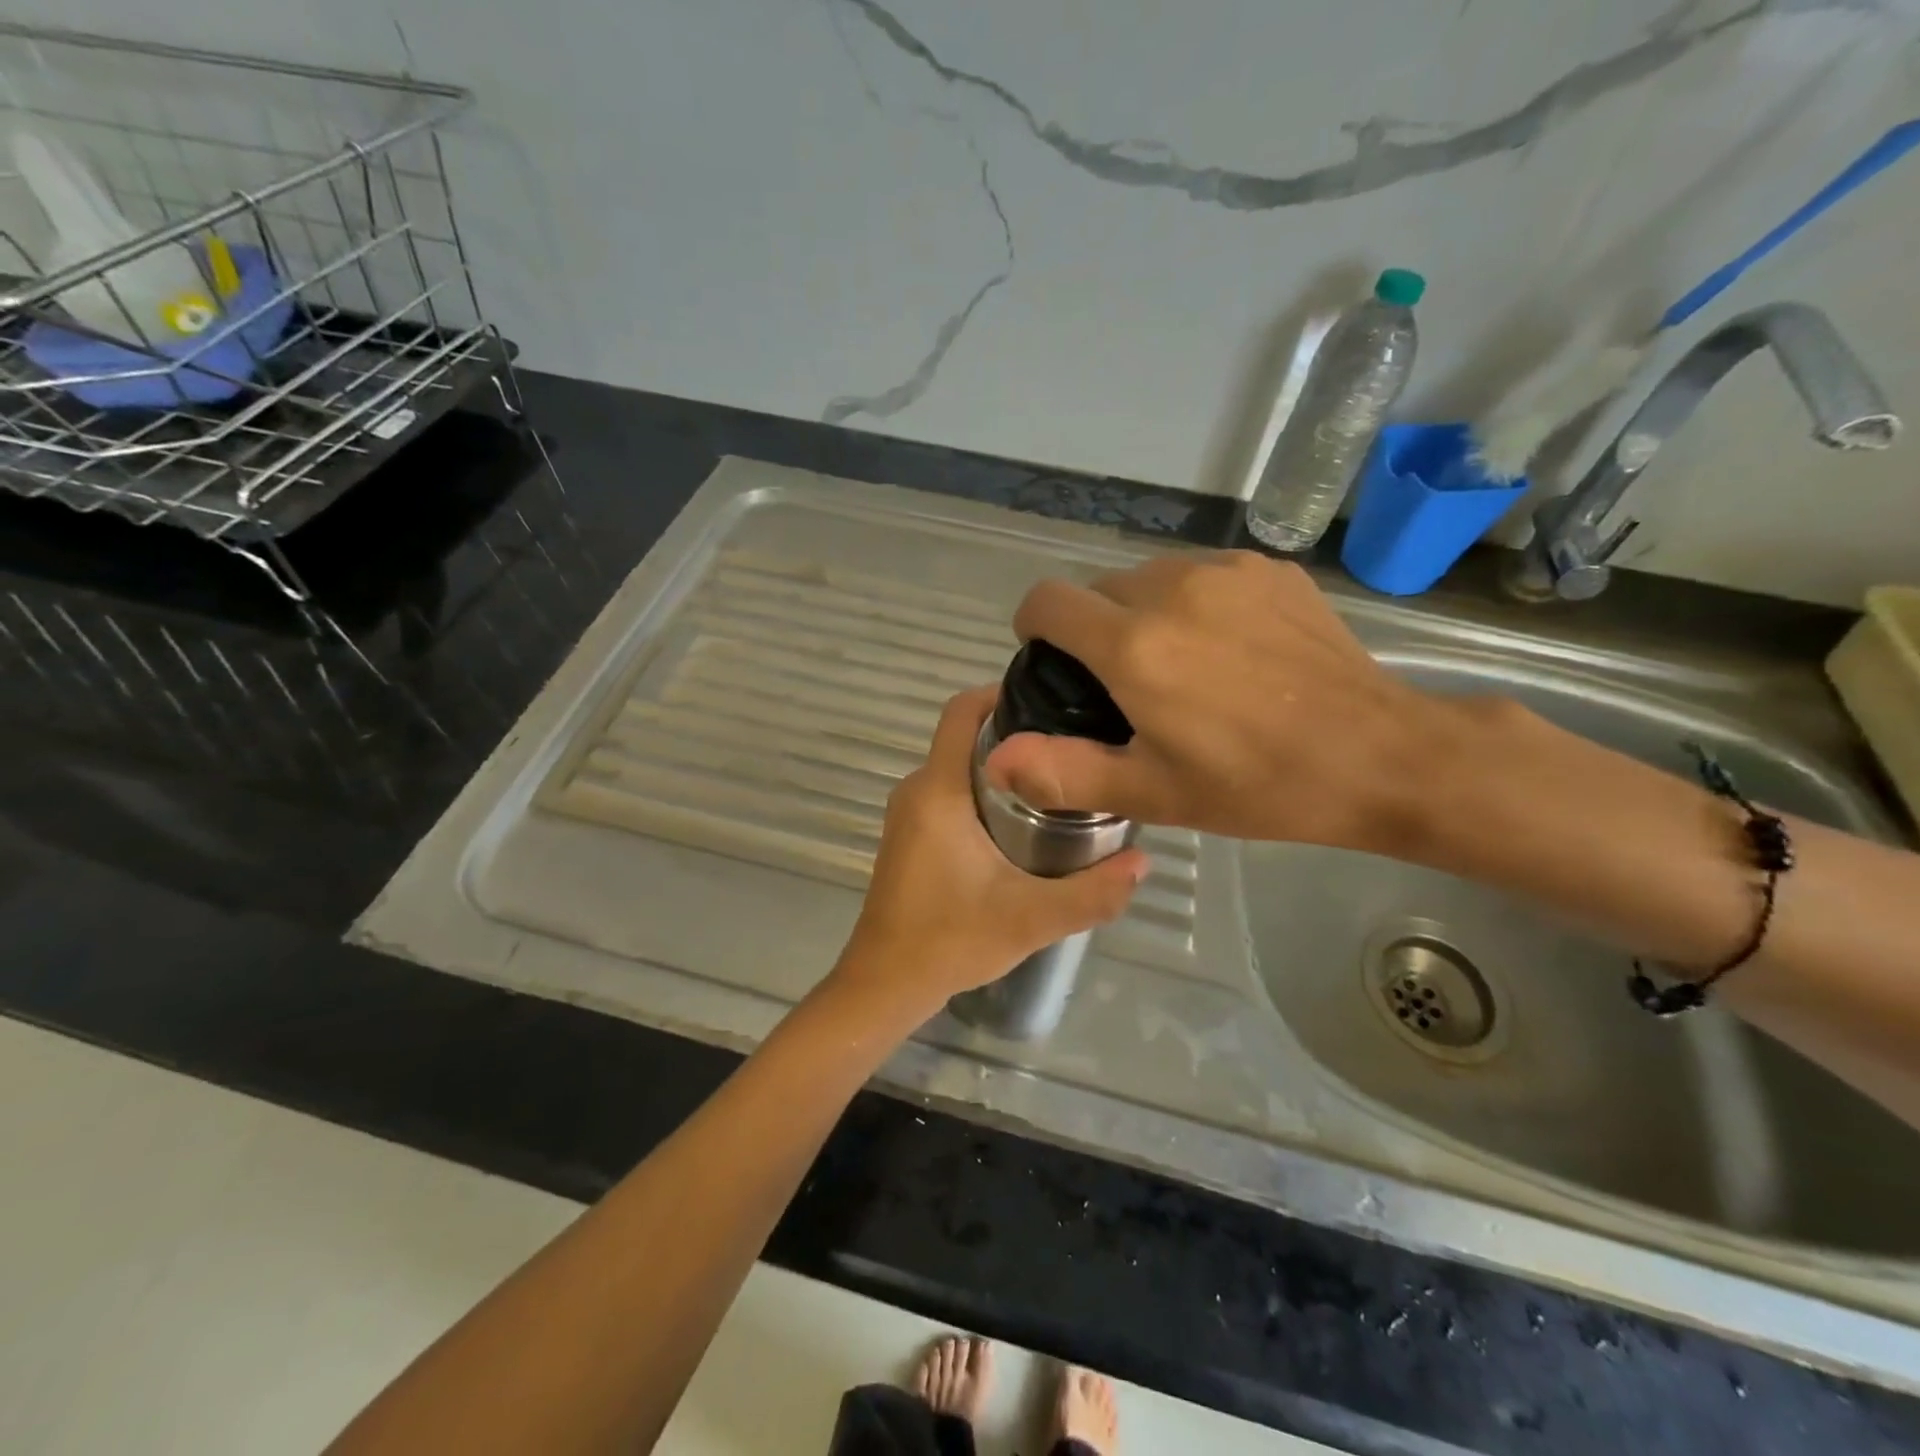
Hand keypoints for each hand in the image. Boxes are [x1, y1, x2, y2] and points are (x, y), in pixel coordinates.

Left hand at [832, 687, 1150, 1015]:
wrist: (885, 984)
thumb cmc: (950, 940)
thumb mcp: (1032, 919)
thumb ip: (1092, 892)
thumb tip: (1143, 862)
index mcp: (938, 791)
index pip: (961, 711)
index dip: (1001, 692)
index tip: (1051, 701)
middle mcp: (917, 790)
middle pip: (966, 737)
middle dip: (1016, 735)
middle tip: (1072, 749)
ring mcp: (908, 814)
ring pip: (959, 767)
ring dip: (1002, 768)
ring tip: (1058, 783)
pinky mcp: (909, 835)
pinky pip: (949, 792)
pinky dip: (984, 792)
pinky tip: (1023, 822)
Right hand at [986, 551, 1456, 851]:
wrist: (1382, 755)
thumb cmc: (1258, 784)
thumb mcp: (1153, 793)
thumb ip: (1064, 772)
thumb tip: (995, 757)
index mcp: (1134, 646)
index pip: (1047, 601)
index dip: (1035, 627)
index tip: (1050, 661)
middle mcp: (1172, 589)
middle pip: (1098, 589)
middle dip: (1094, 629)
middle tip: (1126, 686)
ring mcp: (1227, 572)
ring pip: (1150, 576)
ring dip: (1143, 612)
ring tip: (1180, 665)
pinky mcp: (1270, 569)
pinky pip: (1203, 573)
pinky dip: (1195, 602)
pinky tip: (1232, 649)